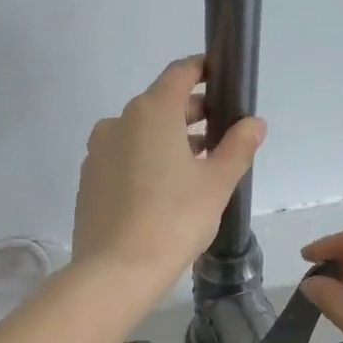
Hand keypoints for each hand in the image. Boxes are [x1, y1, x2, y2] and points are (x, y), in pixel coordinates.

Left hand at [72, 56, 265, 288]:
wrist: (116, 271)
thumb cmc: (174, 220)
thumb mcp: (217, 184)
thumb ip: (238, 147)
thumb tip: (254, 123)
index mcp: (152, 112)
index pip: (180, 73)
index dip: (204, 71)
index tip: (222, 82)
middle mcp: (118, 122)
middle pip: (159, 105)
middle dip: (190, 115)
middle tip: (218, 136)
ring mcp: (98, 153)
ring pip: (139, 135)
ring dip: (167, 142)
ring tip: (194, 170)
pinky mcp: (88, 182)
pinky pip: (122, 161)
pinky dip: (144, 164)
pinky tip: (161, 193)